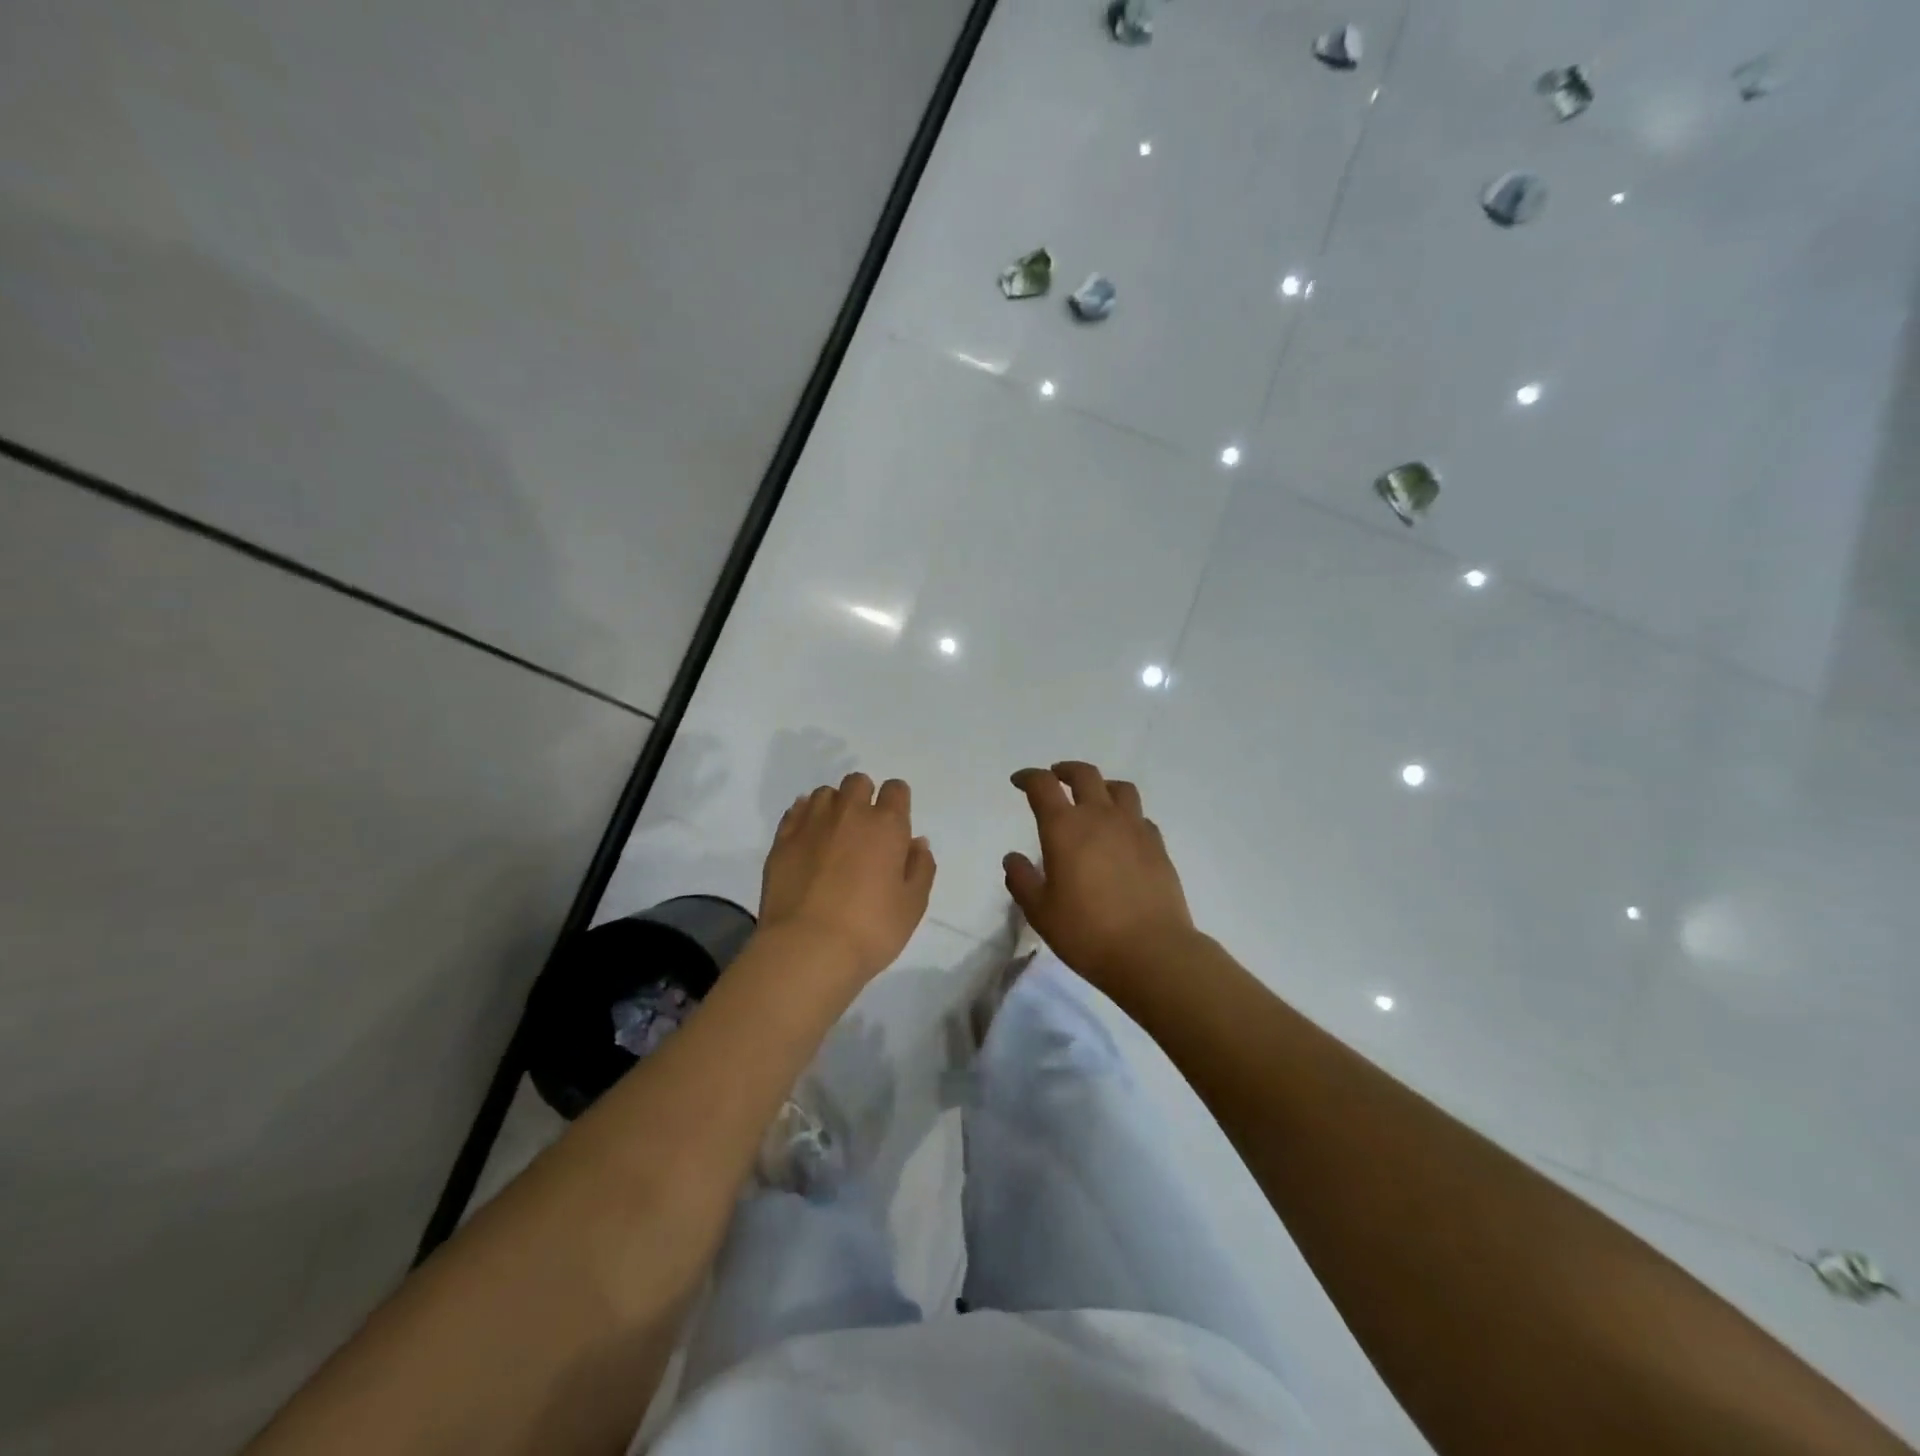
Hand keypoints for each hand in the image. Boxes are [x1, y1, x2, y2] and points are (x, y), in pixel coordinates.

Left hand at [759, 773, 936, 984]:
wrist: (807, 948)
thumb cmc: (871, 930)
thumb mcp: (913, 905)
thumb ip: (920, 868)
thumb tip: (916, 843)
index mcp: (886, 825)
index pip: (895, 789)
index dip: (897, 802)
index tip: (895, 825)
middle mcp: (849, 814)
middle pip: (858, 782)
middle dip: (864, 797)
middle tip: (864, 830)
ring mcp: (812, 823)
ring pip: (825, 794)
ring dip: (834, 806)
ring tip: (834, 835)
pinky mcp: (782, 839)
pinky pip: (796, 810)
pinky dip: (805, 816)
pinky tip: (809, 838)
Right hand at [1004, 761, 1195, 991]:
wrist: (1152, 951)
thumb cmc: (1086, 932)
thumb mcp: (1040, 912)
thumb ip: (1022, 880)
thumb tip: (1013, 858)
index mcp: (1065, 828)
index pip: (1043, 786)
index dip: (1028, 777)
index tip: (1019, 781)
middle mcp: (1100, 817)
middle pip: (1084, 774)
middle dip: (1065, 770)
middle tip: (1055, 777)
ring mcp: (1134, 828)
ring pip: (1119, 788)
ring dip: (1101, 785)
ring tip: (1093, 798)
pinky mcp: (1157, 845)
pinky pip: (1140, 815)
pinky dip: (1125, 814)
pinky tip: (1121, 833)